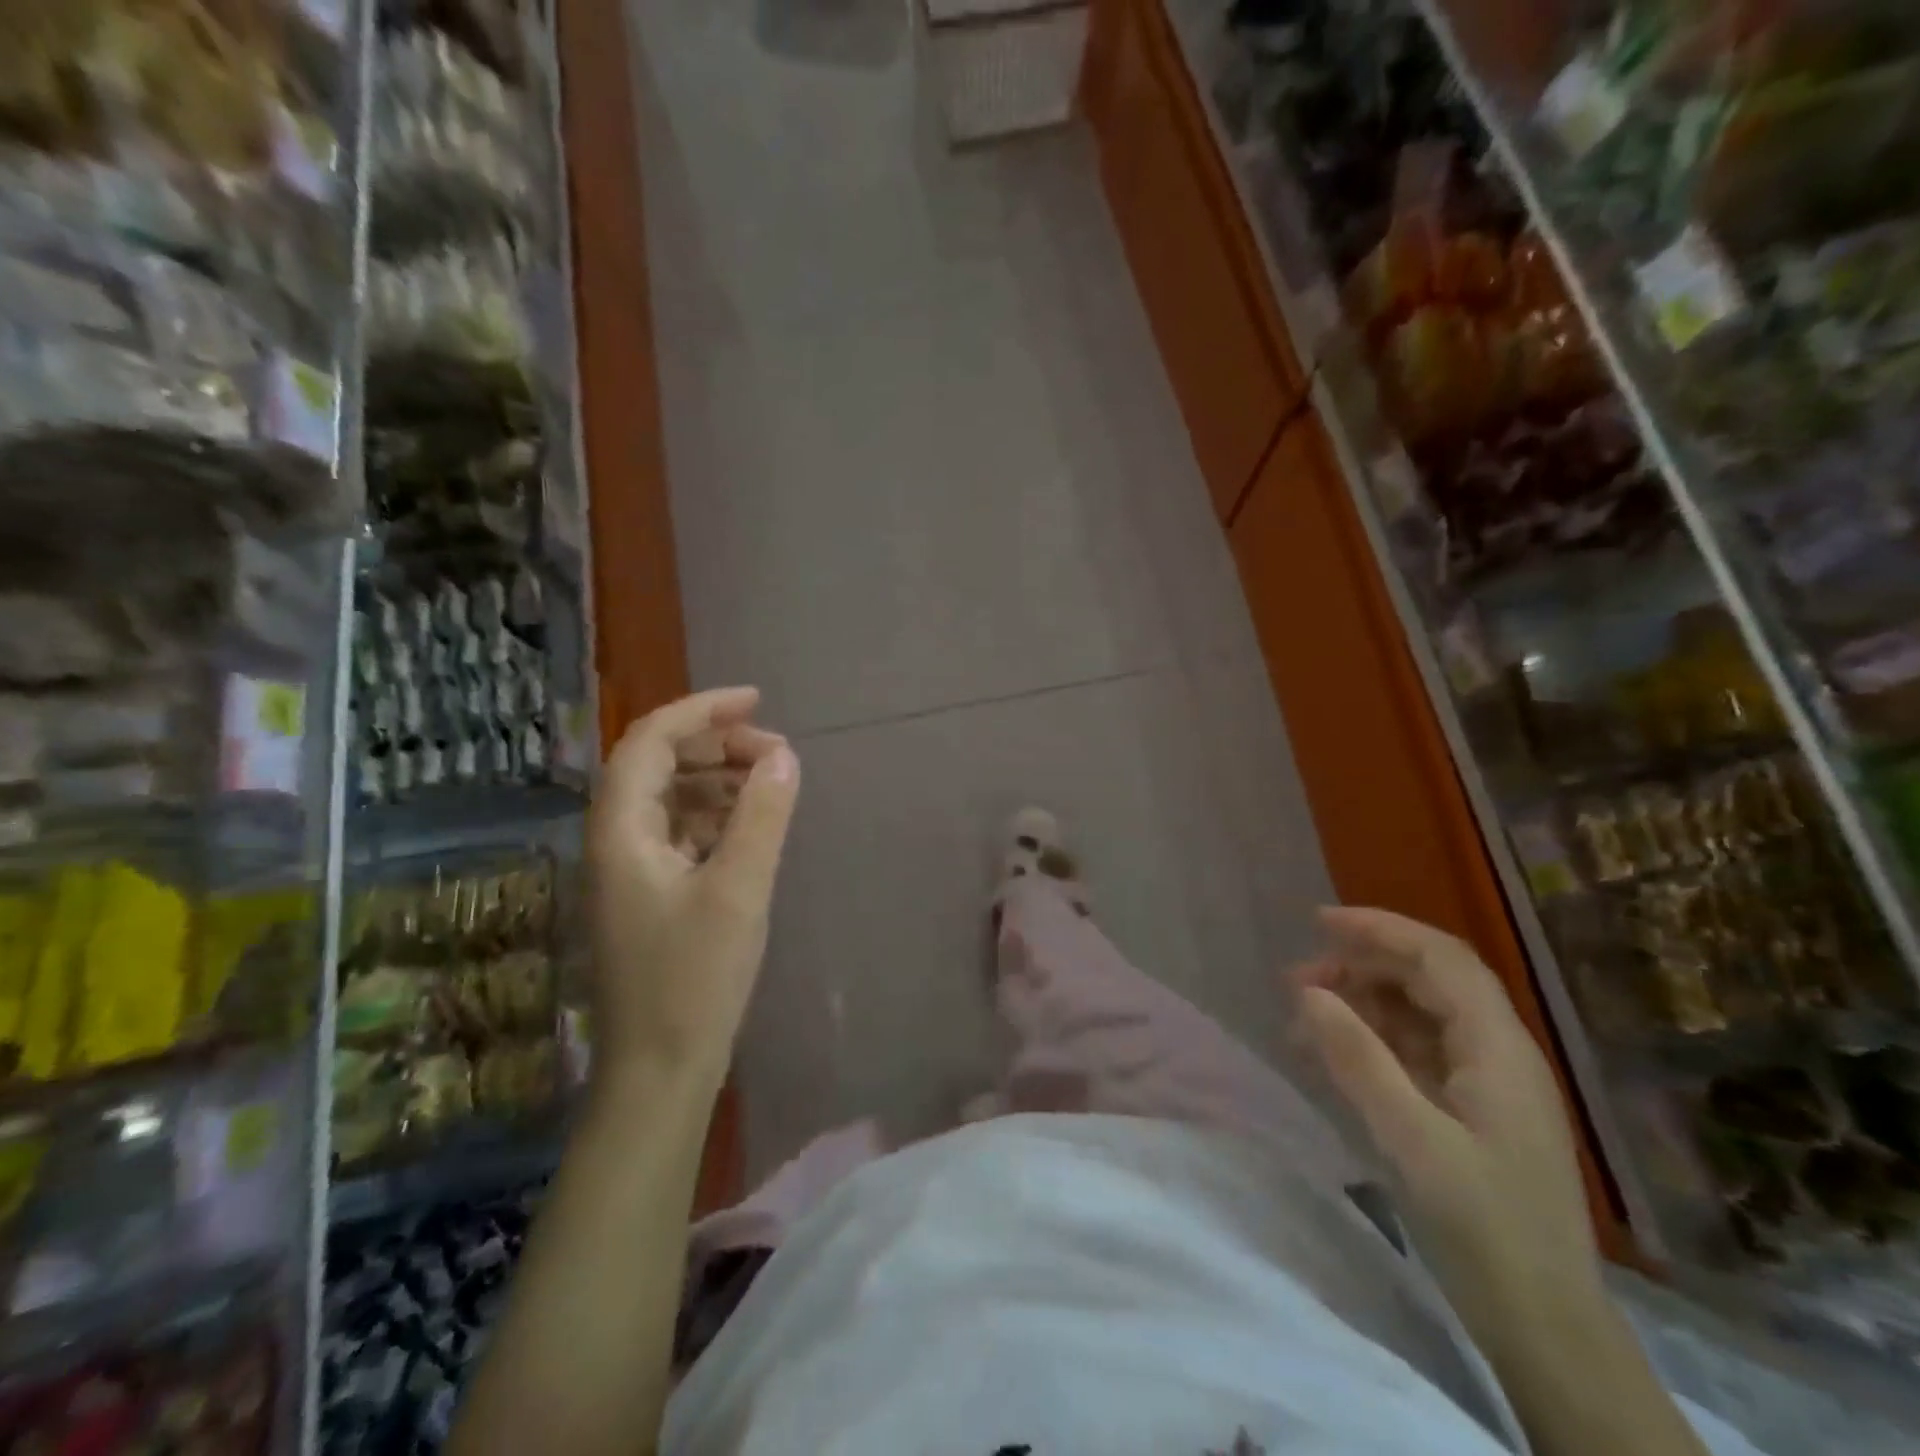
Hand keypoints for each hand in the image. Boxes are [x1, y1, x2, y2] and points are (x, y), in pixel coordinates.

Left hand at [587, 687, 799, 1096]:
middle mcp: (615, 840)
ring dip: (718, 779)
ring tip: (771, 783)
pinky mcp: (650, 895)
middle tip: (775, 751)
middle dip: (716, 745)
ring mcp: (630, 870)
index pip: (650, 740)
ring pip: (670, 797)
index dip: (702, 711)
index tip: (758, 701)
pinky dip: (715, 815)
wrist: (660, 1071)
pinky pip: (680, 831)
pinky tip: (750, 826)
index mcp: (621, 830)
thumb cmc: (694, 979)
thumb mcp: (739, 890)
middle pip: (657, 764)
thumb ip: (762, 816)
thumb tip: (783, 755)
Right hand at [1295, 908, 1600, 1337]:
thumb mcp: (1411, 1140)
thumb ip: (1357, 1058)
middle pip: (1429, 979)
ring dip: (1362, 1003)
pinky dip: (1372, 1041)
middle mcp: (1498, 1052)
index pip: (1440, 957)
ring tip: (1303, 1017)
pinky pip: (1417, 1052)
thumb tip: (1307, 991)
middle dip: (1361, 966)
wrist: (1547, 1330)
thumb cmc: (1485, 1229)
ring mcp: (1488, 1083)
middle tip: (1297, 980)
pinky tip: (1331, 1054)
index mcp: (1497, 1048)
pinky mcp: (1474, 1111)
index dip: (1380, 929)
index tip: (1318, 922)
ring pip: (1419, 1014)